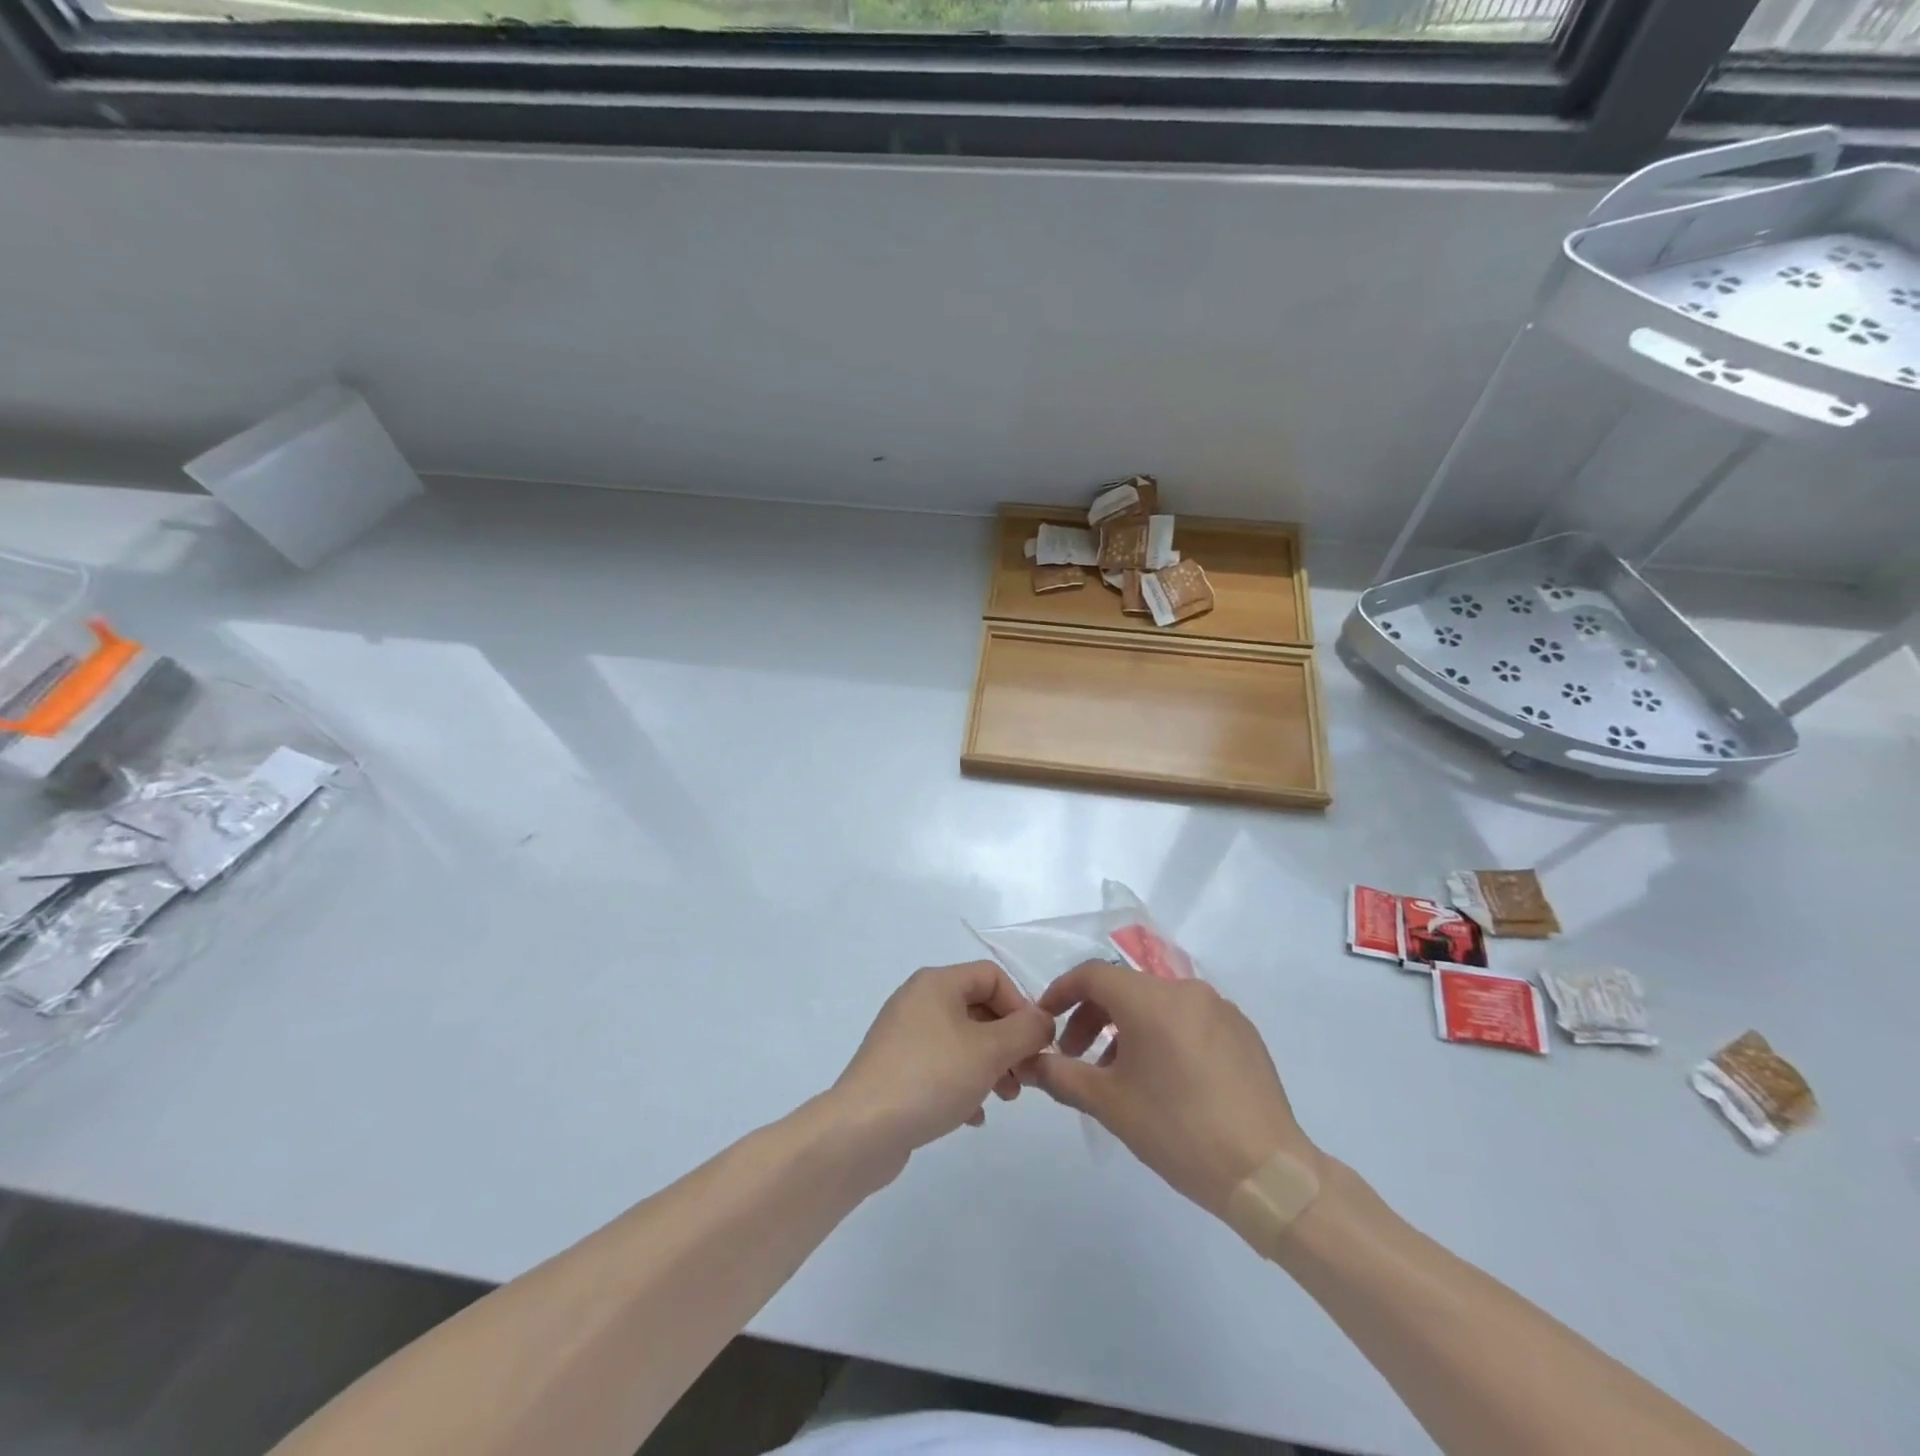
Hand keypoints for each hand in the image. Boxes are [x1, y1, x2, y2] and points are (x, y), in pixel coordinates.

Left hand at [830, 961, 1054, 1165]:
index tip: (1035, 1044)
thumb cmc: (931, 1077)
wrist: (862, 1130)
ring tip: (1005, 1098)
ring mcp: (904, 1035)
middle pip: (978, 1008)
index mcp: (936, 983)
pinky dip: (963, 1083)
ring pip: (962, 1040)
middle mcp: (918, 1000)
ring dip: (990, 1065)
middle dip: (1008, 1041)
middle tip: (1026, 1078)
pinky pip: (941, 1066)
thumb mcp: (989, 1051)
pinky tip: (974, 1115)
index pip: (992, 976)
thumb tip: (1044, 1019)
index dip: (1020, 1006)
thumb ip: (1025, 1031)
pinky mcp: (896, 1068)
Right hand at [1029, 961, 1317, 1216]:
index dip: (1062, 993)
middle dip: (1093, 1017)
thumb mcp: (1109, 1105)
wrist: (1267, 1173)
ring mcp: (1219, 1008)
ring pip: (1157, 1004)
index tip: (1045, 1021)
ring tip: (1120, 1075)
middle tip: (1077, 1057)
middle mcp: (1185, 990)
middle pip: (1124, 988)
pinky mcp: (1242, 1031)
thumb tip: (1029, 1062)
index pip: (1092, 975)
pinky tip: (1166, 1080)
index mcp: (1150, 999)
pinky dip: (1163, 1035)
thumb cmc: (1179, 1131)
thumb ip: (1061, 1075)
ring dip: (1127, 1029)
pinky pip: (1188, 1019)